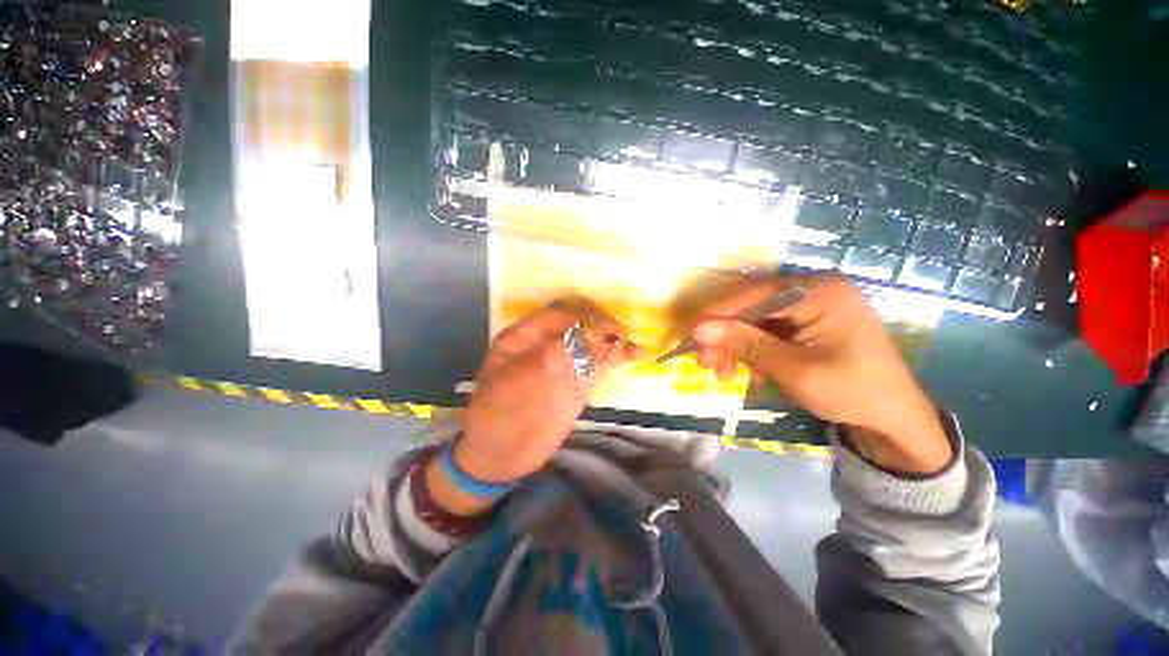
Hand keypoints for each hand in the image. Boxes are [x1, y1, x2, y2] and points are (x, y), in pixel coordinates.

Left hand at [454, 306, 641, 482]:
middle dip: (602, 328)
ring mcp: (564, 365)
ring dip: (614, 342)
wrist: (498, 455)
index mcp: (523, 338)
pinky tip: (635, 354)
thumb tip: (585, 335)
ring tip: (636, 347)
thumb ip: (551, 356)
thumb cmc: (498, 416)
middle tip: (622, 335)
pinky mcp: (577, 383)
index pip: (556, 317)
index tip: (600, 327)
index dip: (579, 319)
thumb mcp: (516, 382)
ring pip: (592, 345)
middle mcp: (546, 346)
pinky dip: (616, 358)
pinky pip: (598, 365)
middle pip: (578, 327)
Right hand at [691, 272, 951, 474]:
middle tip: (705, 363)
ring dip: (736, 347)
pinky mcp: (808, 325)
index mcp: (819, 291)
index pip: (753, 294)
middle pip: (752, 307)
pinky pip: (769, 332)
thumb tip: (699, 329)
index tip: (689, 334)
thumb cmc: (852, 391)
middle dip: (726, 336)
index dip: (718, 314)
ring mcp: (811, 307)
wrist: (894, 421)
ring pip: (756, 322)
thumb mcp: (794, 368)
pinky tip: (751, 373)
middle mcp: (814, 290)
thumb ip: (745, 344)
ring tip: (724, 374)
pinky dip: (753, 352)